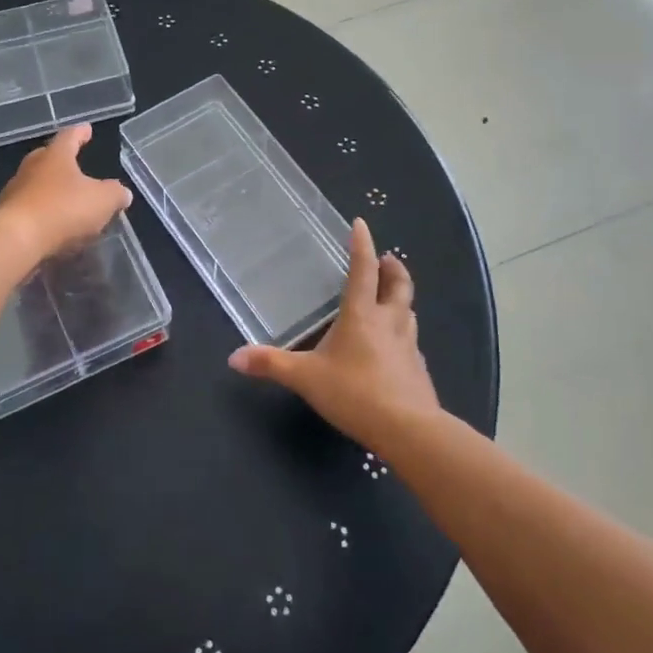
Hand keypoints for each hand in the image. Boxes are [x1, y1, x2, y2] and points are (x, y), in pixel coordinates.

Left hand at [0, 124, 132, 262]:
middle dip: (62, 160)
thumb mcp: (103, 200)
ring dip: (52, 190)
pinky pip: (30, 209)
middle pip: (48, 158)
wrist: (17, 240)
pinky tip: (54, 225)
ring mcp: (15, 192)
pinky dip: (43, 213)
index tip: (87, 129)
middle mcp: (32, 168)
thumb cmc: (64, 210)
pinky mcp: (7, 217)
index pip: (70, 136)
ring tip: (68, 200)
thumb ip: (116, 194)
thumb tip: (122, 193)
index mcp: (56, 156)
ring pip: (37, 184)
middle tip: (75, 163)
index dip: (81, 133)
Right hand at [228, 219, 439, 452]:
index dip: (362, 244)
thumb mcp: (305, 378)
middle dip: (393, 268)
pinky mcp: (418, 369)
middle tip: (388, 258)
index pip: (363, 269)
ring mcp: (409, 345)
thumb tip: (234, 357)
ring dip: (401, 299)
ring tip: (391, 298)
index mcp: (361, 315)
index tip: (360, 224)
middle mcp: (389, 322)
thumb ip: (271, 365)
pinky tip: (395, 347)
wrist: (408, 429)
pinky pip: (411, 341)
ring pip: (409, 311)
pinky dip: (404, 334)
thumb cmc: (354, 393)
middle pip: (398, 285)